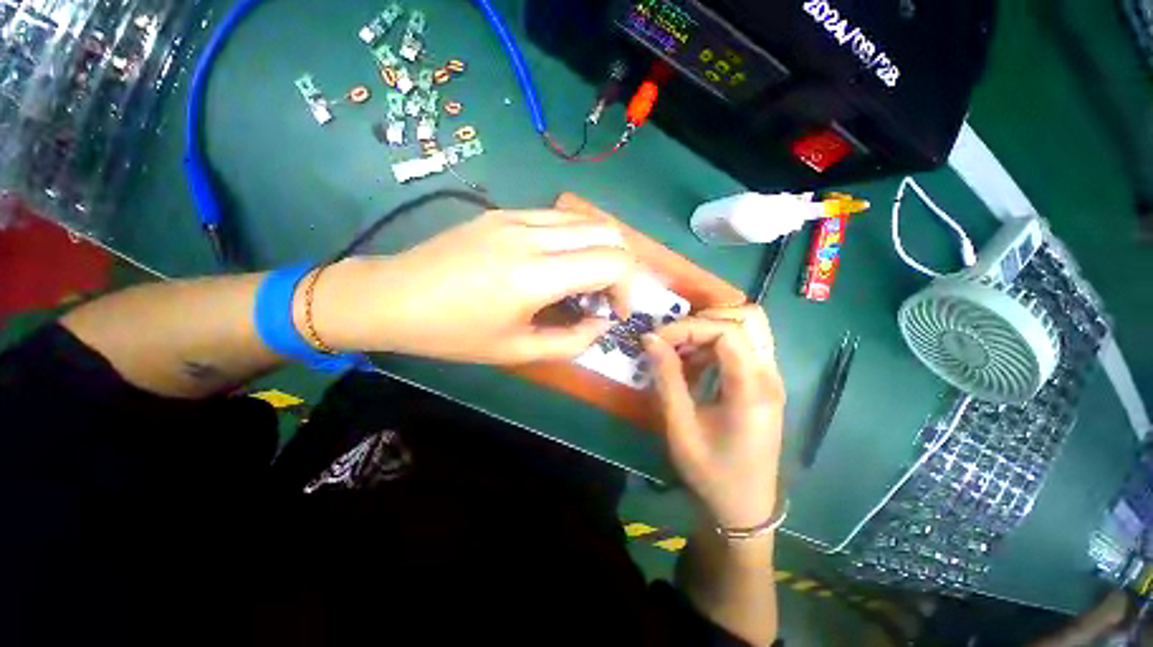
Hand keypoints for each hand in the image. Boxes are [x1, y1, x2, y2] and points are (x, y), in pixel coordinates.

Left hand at [313, 209, 632, 363]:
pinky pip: (558, 219)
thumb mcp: (516, 351)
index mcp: (534, 274)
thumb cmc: (452, 333)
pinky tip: (556, 266)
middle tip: (603, 297)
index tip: (613, 312)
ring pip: (585, 220)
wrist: (390, 296)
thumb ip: (571, 341)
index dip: (627, 289)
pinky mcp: (504, 213)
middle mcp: (531, 235)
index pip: (613, 261)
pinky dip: (574, 241)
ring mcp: (516, 216)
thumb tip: (602, 323)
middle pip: (608, 231)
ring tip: (580, 283)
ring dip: (598, 251)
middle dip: (620, 267)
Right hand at [643, 306, 785, 529]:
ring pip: (747, 328)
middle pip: (749, 318)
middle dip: (705, 319)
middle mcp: (768, 375)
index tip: (659, 339)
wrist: (745, 507)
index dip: (690, 326)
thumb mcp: (681, 426)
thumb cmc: (712, 472)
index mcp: (752, 389)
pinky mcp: (761, 383)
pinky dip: (714, 344)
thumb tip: (650, 338)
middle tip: (674, 337)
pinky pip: (742, 346)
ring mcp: (769, 378)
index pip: (728, 331)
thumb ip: (667, 378)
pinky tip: (693, 363)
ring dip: (710, 329)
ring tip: (680, 349)